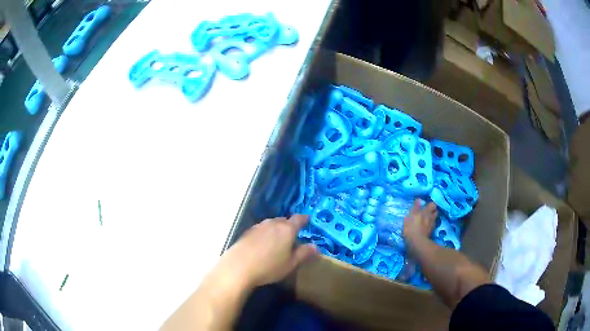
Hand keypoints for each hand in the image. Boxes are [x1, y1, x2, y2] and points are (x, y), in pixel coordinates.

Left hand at [217, 215, 316, 288]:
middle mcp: (273, 223)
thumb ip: (303, 254)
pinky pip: (261, 229)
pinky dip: (266, 234)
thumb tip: (315, 246)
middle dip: (290, 225)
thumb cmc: (269, 267)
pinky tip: (263, 245)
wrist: (238, 267)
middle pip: (284, 220)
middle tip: (293, 236)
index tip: (308, 220)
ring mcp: (258, 226)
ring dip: (277, 229)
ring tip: (278, 241)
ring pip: (271, 224)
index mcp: (287, 229)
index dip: (304, 219)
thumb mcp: (290, 264)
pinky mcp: (247, 231)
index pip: (298, 219)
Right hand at [402, 199, 437, 241]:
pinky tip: (427, 227)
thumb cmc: (410, 228)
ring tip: (428, 218)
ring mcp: (432, 224)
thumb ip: (415, 207)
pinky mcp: (431, 232)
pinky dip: (431, 225)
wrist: (416, 243)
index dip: (430, 204)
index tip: (426, 204)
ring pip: (435, 218)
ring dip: (433, 217)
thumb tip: (418, 199)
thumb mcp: (409, 216)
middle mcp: (430, 217)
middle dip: (433, 210)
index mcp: (425, 211)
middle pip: (435, 211)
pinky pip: (433, 225)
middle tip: (428, 211)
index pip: (432, 204)